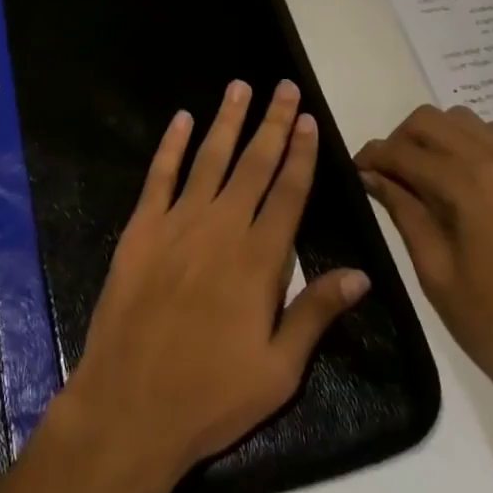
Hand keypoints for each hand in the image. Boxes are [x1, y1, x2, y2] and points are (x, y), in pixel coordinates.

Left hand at [55, 80, 371, 492]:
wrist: (130, 405)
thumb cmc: (212, 396)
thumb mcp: (279, 370)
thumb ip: (317, 313)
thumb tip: (362, 273)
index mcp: (259, 260)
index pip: (288, 193)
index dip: (300, 154)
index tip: (308, 119)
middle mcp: (221, 228)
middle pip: (254, 164)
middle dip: (272, 123)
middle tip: (284, 87)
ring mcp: (177, 222)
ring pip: (209, 158)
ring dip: (227, 121)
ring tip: (240, 86)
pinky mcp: (141, 227)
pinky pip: (159, 175)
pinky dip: (171, 144)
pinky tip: (181, 118)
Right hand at [355, 105, 492, 440]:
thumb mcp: (434, 271)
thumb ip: (403, 211)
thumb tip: (371, 175)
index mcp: (470, 186)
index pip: (405, 152)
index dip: (373, 157)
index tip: (354, 171)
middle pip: (431, 120)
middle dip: (399, 140)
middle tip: (386, 175)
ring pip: (462, 119)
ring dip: (434, 136)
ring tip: (422, 175)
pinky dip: (470, 140)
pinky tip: (461, 177)